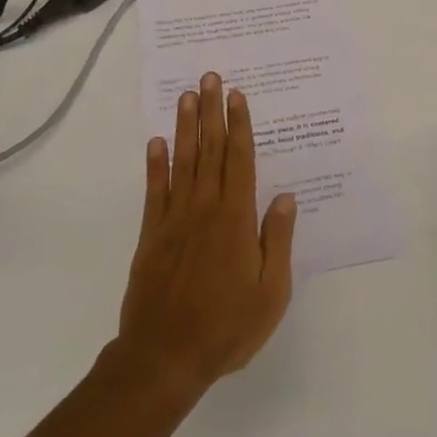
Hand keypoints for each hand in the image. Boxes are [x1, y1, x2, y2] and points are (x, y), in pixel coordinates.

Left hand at [118, 73, 296, 394]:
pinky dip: (155, 165)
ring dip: (185, 128)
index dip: (239, 125)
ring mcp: (174, 220)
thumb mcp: (271, 292)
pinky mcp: (151, 236)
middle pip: (210, 150)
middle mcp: (204, 209)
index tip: (237, 96)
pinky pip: (153, 192)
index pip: (240, 160)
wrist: (163, 358)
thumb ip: (277, 241)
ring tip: (187, 96)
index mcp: (236, 219)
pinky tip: (156, 142)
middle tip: (210, 77)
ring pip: (182, 162)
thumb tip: (285, 197)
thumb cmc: (226, 327)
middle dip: (212, 112)